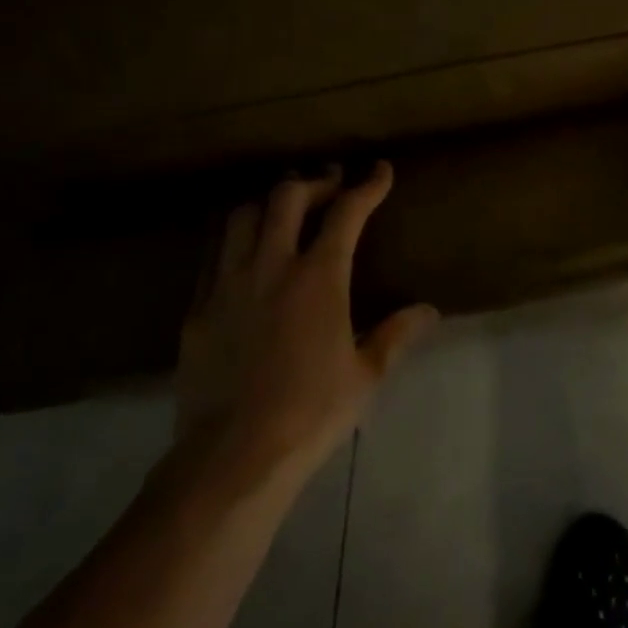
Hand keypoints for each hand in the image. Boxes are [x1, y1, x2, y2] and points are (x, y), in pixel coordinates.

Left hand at [174, 162, 437, 483]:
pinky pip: (214, 255)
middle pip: (287, 197)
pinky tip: (246, 257)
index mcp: (318, 278)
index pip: (346, 213)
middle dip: (314, 182)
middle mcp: (271, 267)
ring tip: (285, 211)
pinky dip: (236, 241)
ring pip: (243, 216)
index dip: (367, 186)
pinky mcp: (198, 309)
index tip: (380, 171)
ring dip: (269, 203)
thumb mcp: (365, 375)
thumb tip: (429, 310)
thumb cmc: (310, 413)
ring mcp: (227, 284)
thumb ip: (396, 334)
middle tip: (331, 184)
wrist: (231, 457)